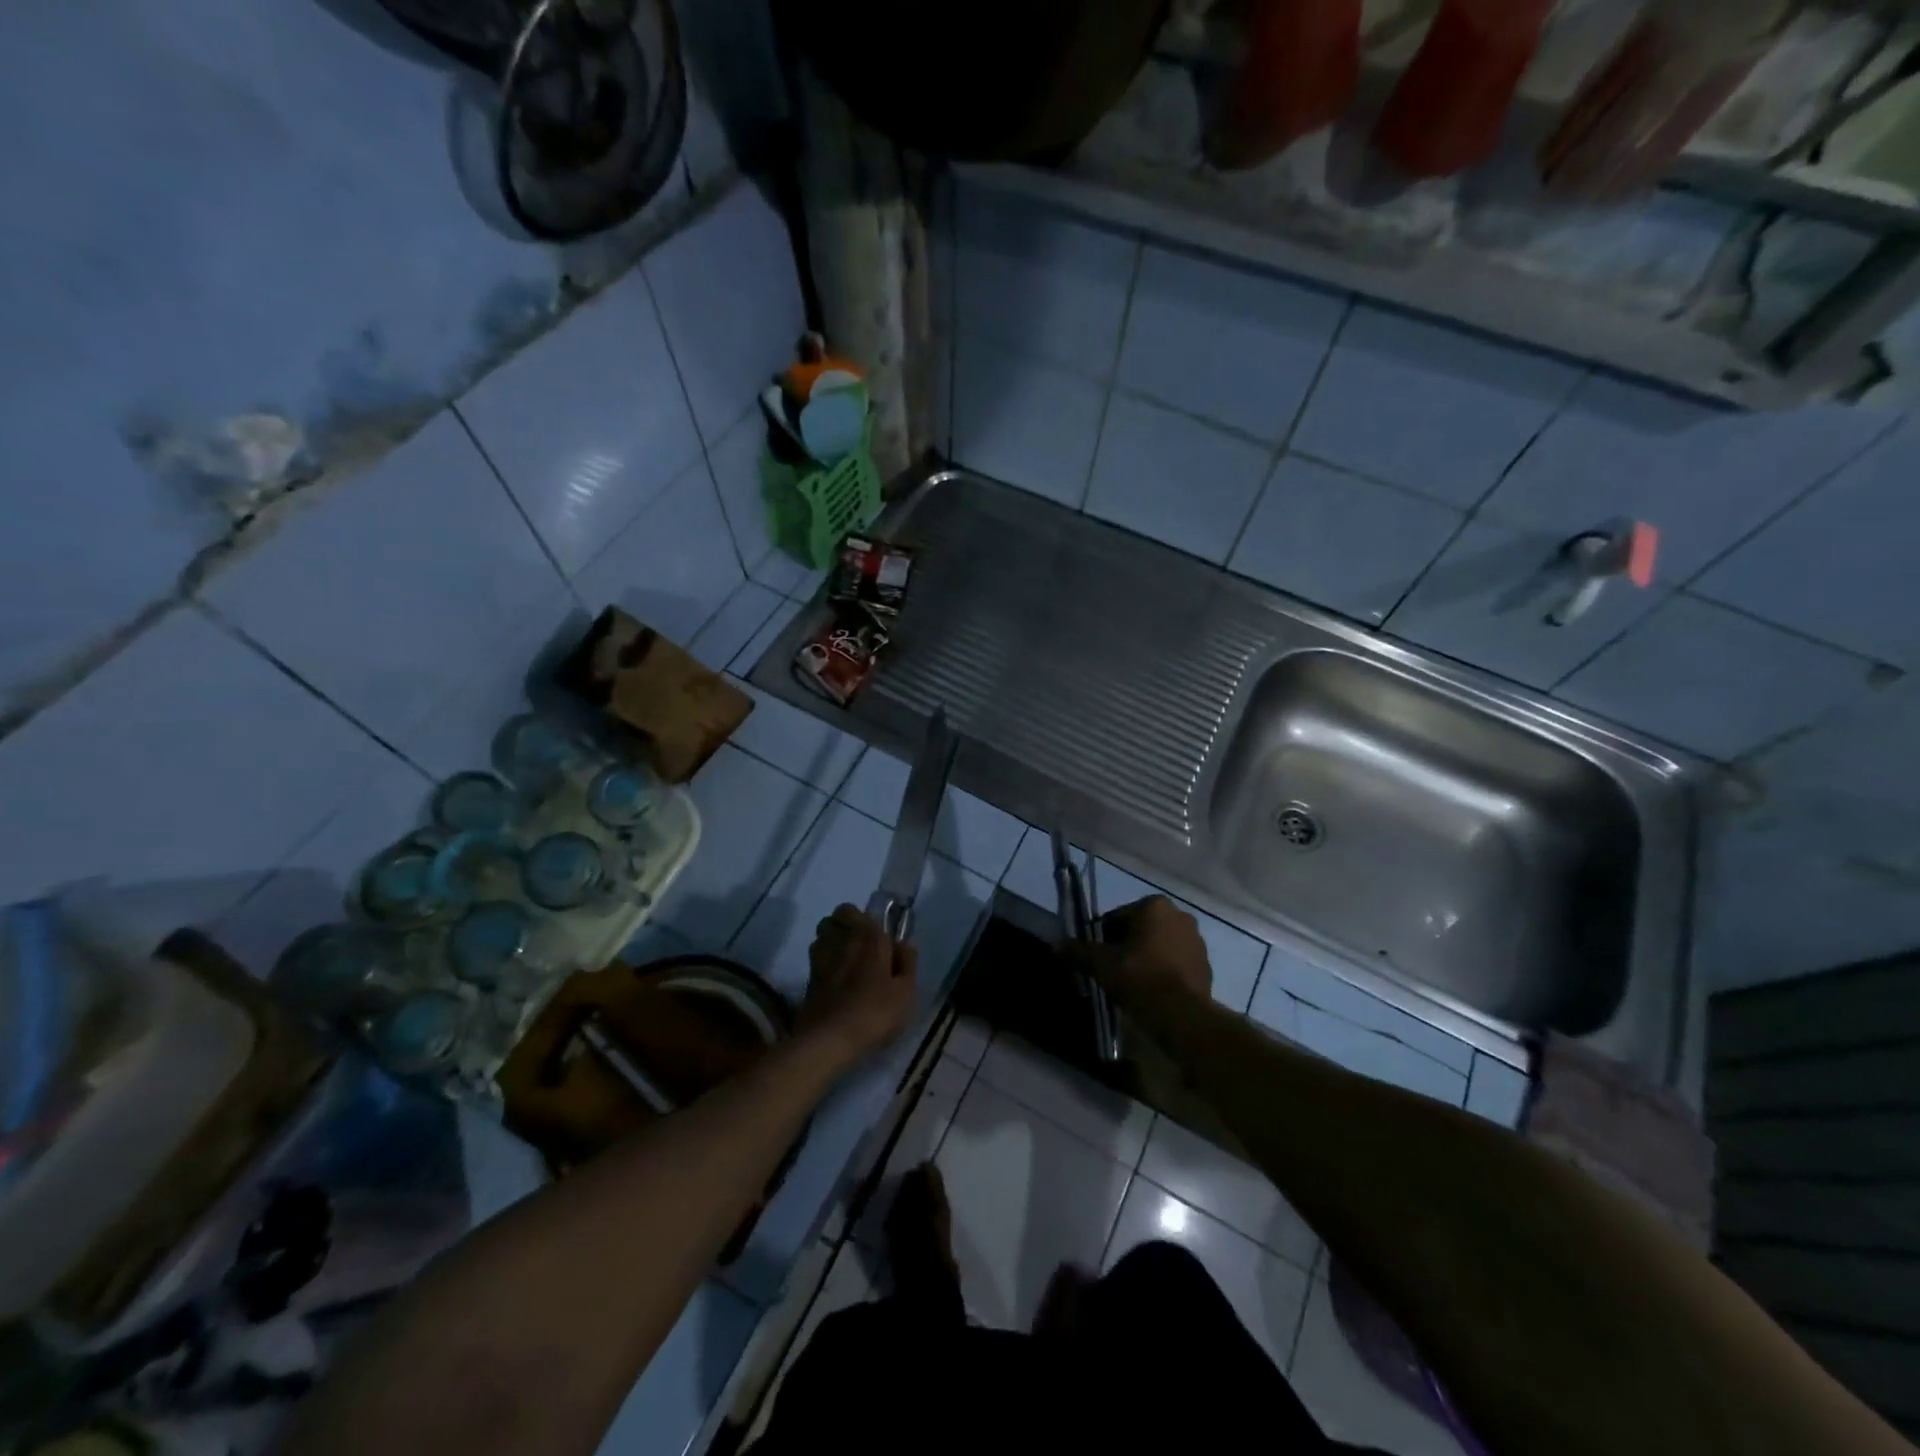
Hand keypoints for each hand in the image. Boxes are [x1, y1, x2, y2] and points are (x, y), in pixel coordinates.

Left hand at [799, 905, 917, 1067]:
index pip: (856, 910)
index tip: (880, 938)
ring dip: (833, 939)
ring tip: (847, 959)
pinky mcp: (809, 977)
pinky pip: (817, 956)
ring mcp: (820, 957)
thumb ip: (907, 962)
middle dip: (847, 924)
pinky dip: (825, 960)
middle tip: (863, 946)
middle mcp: (841, 939)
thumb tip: (902, 944)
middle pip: (836, 917)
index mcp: (867, 936)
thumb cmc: (875, 1012)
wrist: (830, 1039)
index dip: (867, 921)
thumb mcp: (906, 991)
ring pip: (823, 934)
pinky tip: (836, 978)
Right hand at [1082, 895, 1210, 1003]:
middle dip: (1126, 946)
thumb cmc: (1139, 978)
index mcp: (1154, 906)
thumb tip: (1057, 945)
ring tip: (1132, 983)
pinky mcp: (1205, 964)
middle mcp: (1180, 915)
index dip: (1103, 938)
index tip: (1097, 958)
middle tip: (1112, 970)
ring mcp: (1197, 940)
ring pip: (1159, 945)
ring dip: (1146, 957)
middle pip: (1140, 929)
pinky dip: (1163, 971)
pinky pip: (1176, 962)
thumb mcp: (1102, 964)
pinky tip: (1152, 991)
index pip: (1117, 917)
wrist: (1181, 1015)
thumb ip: (1079, 951)